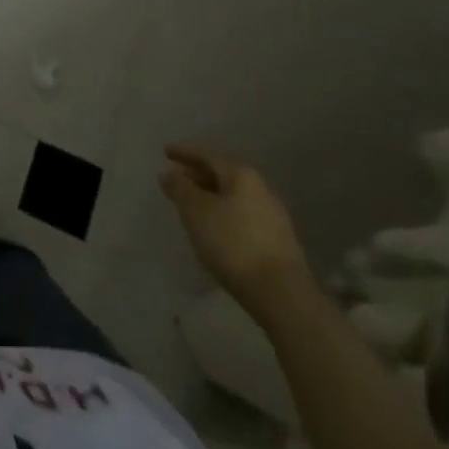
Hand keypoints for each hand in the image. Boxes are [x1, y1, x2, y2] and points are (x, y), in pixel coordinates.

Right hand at [160, 143, 312, 319]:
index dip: (184, 152)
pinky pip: (242, 217)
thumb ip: (180, 188)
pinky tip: (214, 230)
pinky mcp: (278, 242)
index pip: (207, 155)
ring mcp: (272, 216)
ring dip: (210, 197)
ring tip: (190, 206)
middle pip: (222, 175)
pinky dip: (223, 215)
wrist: (282, 296)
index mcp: (241, 175)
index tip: (165, 152)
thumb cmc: (233, 243)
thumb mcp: (196, 212)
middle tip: (175, 180)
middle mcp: (260, 189)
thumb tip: (168, 173)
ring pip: (233, 197)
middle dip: (196, 176)